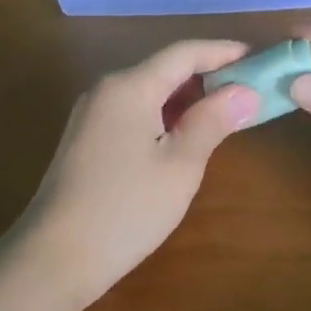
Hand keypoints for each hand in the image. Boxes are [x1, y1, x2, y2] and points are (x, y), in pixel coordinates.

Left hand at [14, 40, 259, 309]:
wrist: (53, 258)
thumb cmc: (126, 209)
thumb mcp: (180, 165)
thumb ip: (212, 121)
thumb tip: (245, 92)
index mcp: (129, 86)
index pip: (184, 53)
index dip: (223, 52)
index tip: (257, 57)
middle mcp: (106, 89)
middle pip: (164, 69)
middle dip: (207, 75)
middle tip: (248, 90)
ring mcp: (90, 114)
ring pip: (147, 91)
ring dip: (186, 98)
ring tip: (224, 112)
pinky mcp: (84, 139)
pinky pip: (132, 111)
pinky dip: (163, 115)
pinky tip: (183, 135)